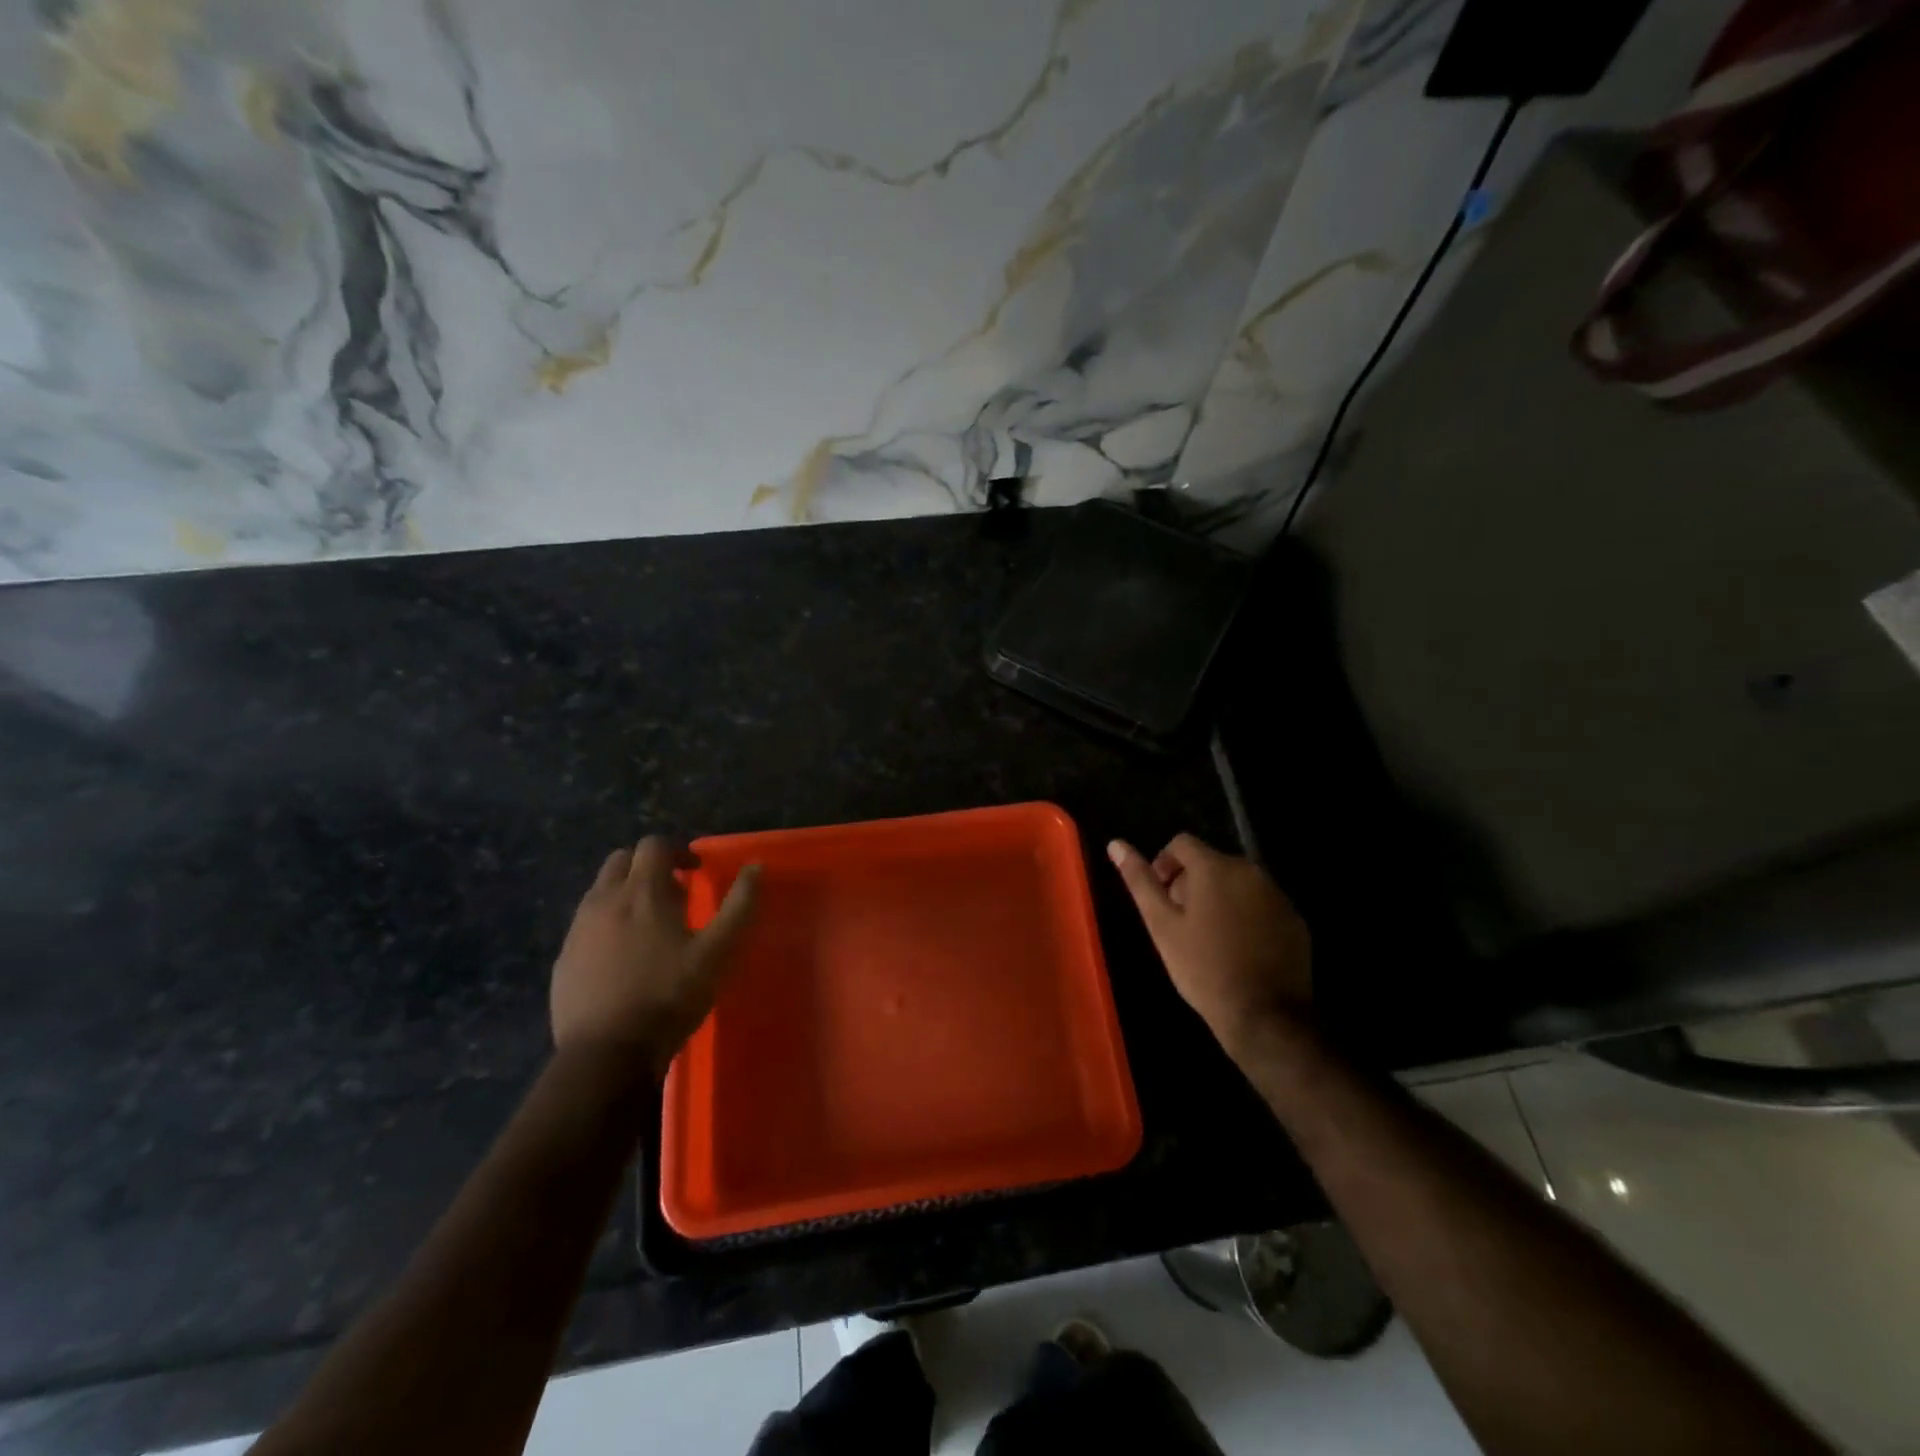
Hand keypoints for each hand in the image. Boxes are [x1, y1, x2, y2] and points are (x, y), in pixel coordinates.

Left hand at [550, 836, 759, 1072]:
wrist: (607, 1054)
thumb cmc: (669, 996)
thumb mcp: (718, 952)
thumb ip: (739, 905)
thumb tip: (756, 867)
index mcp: (642, 892)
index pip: (654, 845)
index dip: (677, 853)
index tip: (695, 874)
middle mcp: (604, 900)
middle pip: (621, 860)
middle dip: (647, 867)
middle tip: (672, 895)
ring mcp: (578, 930)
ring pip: (600, 891)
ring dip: (625, 894)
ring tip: (649, 926)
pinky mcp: (563, 959)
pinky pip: (585, 925)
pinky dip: (606, 925)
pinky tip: (623, 958)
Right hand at [1108, 833, 1310, 1056]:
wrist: (1264, 1015)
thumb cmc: (1203, 968)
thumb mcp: (1161, 925)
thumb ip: (1139, 881)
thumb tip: (1116, 844)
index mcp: (1215, 867)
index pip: (1182, 843)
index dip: (1164, 864)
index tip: (1160, 898)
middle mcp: (1250, 871)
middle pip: (1211, 862)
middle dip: (1191, 883)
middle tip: (1180, 923)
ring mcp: (1277, 895)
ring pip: (1237, 883)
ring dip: (1219, 898)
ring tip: (1208, 937)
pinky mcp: (1294, 920)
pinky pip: (1260, 904)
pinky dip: (1246, 915)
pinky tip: (1238, 949)